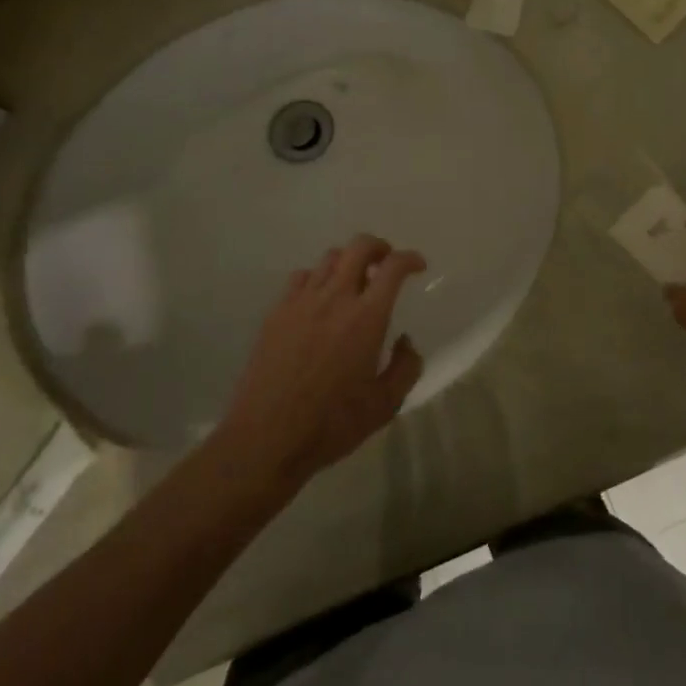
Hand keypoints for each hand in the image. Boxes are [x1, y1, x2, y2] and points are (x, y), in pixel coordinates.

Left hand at [219, 235, 426, 487]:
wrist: (266, 438)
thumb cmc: (332, 424)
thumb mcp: (385, 404)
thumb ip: (406, 367)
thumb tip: (405, 341)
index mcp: (367, 318)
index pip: (393, 267)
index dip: (410, 259)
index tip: (418, 266)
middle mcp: (335, 299)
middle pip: (359, 247)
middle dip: (379, 247)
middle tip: (386, 264)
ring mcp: (301, 302)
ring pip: (329, 258)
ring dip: (349, 262)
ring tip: (354, 282)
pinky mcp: (276, 313)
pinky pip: (301, 277)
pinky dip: (317, 278)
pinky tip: (319, 300)